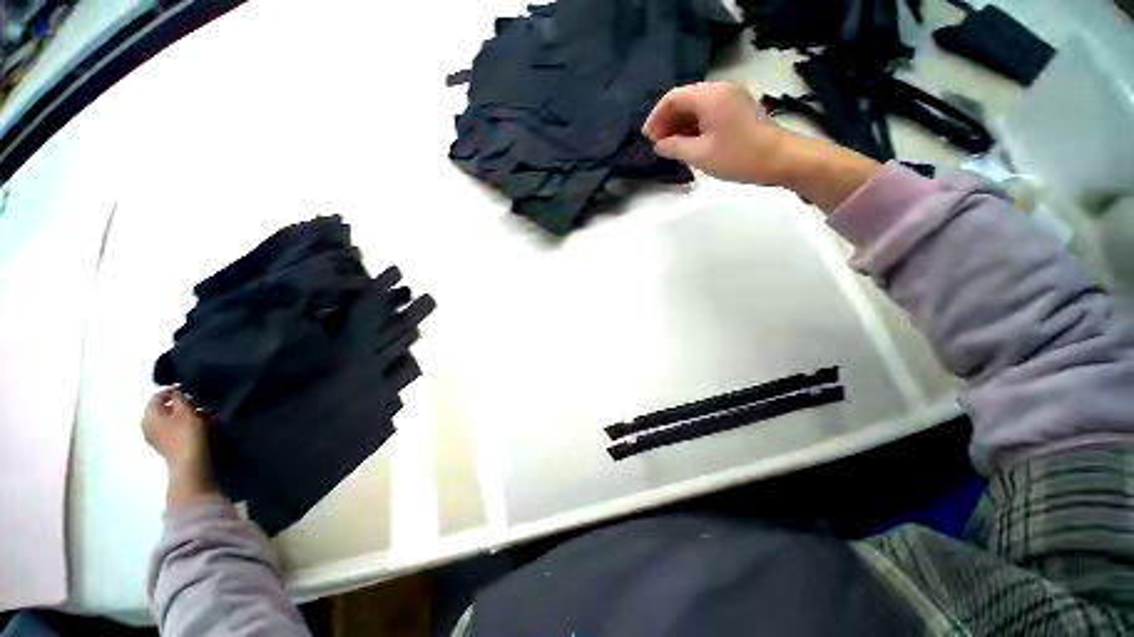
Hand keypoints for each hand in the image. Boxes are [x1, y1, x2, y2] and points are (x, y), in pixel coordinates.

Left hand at [143, 387, 216, 505]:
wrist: (189, 463)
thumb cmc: (186, 433)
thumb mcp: (185, 411)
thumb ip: (180, 398)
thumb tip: (176, 391)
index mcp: (149, 415)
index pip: (157, 396)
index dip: (172, 391)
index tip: (188, 389)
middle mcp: (147, 425)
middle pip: (163, 409)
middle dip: (180, 404)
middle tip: (198, 402)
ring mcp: (155, 437)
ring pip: (169, 419)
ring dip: (184, 414)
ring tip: (203, 413)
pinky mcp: (165, 445)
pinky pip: (172, 429)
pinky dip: (184, 424)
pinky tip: (199, 424)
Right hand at [644, 81, 881, 211]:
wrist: (780, 160)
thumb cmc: (738, 156)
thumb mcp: (699, 155)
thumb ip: (674, 147)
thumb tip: (659, 144)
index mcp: (710, 96)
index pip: (674, 97)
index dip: (656, 117)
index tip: (647, 138)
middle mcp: (720, 90)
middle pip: (685, 99)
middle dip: (667, 121)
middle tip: (658, 144)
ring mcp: (731, 98)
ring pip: (696, 107)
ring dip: (680, 125)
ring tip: (670, 147)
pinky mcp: (738, 109)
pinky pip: (708, 112)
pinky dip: (694, 126)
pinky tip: (688, 143)